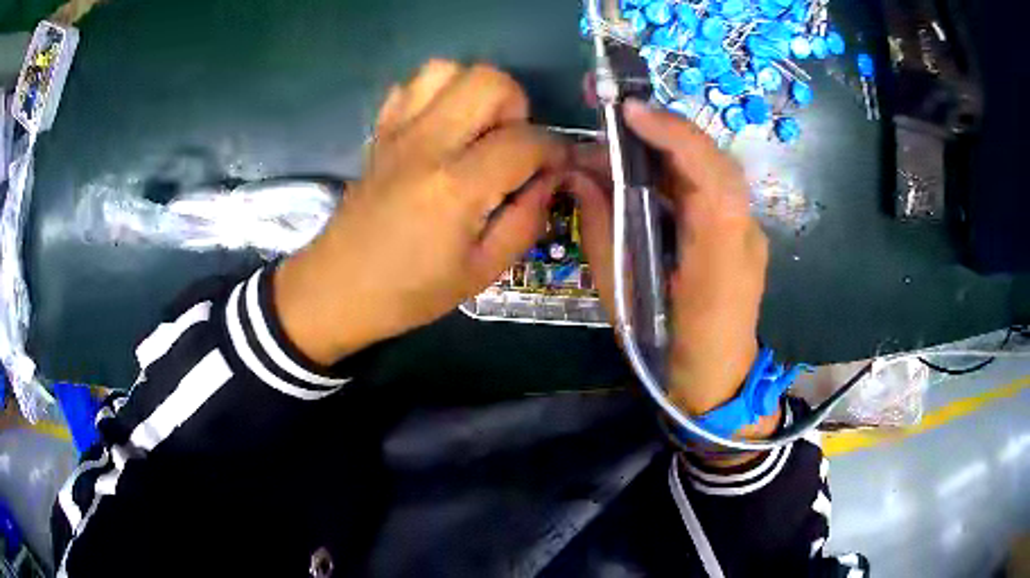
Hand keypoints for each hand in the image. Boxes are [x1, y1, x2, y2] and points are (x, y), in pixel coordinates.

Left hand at [275, 60, 566, 363]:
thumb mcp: (481, 272)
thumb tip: (551, 179)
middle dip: (515, 106)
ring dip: (474, 92)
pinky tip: (441, 129)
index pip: (525, 140)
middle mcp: (426, 145)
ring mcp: (397, 133)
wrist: (337, 288)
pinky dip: (436, 94)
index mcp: (456, 187)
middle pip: (488, 81)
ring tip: (476, 131)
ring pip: (446, 70)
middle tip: (510, 145)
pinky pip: (411, 86)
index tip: (555, 167)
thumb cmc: (409, 292)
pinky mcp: (379, 133)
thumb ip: (526, 221)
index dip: (554, 150)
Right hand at [567, 100, 768, 423]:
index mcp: (719, 261)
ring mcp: (749, 232)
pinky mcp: (741, 233)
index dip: (675, 136)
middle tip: (613, 111)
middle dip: (665, 128)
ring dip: (669, 145)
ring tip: (621, 137)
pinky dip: (678, 168)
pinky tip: (646, 168)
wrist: (720, 383)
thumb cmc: (667, 354)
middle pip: (715, 162)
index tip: (628, 112)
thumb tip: (579, 176)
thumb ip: (602, 231)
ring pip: (714, 169)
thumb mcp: (622, 299)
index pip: (713, 180)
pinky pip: (711, 187)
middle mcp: (743, 236)